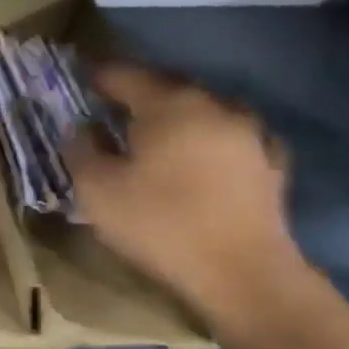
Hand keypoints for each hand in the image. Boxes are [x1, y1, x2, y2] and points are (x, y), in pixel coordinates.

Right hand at [62, 62, 302, 317]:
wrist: (242, 273)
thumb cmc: (159, 224)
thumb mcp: (96, 189)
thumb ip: (80, 150)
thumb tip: (78, 128)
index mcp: (169, 105)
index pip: (125, 75)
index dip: (97, 75)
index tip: (78, 78)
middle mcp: (214, 106)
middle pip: (168, 86)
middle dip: (137, 92)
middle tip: (110, 105)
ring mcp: (250, 134)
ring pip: (203, 109)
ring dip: (176, 114)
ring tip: (155, 131)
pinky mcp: (270, 164)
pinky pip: (232, 137)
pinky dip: (211, 138)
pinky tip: (204, 154)